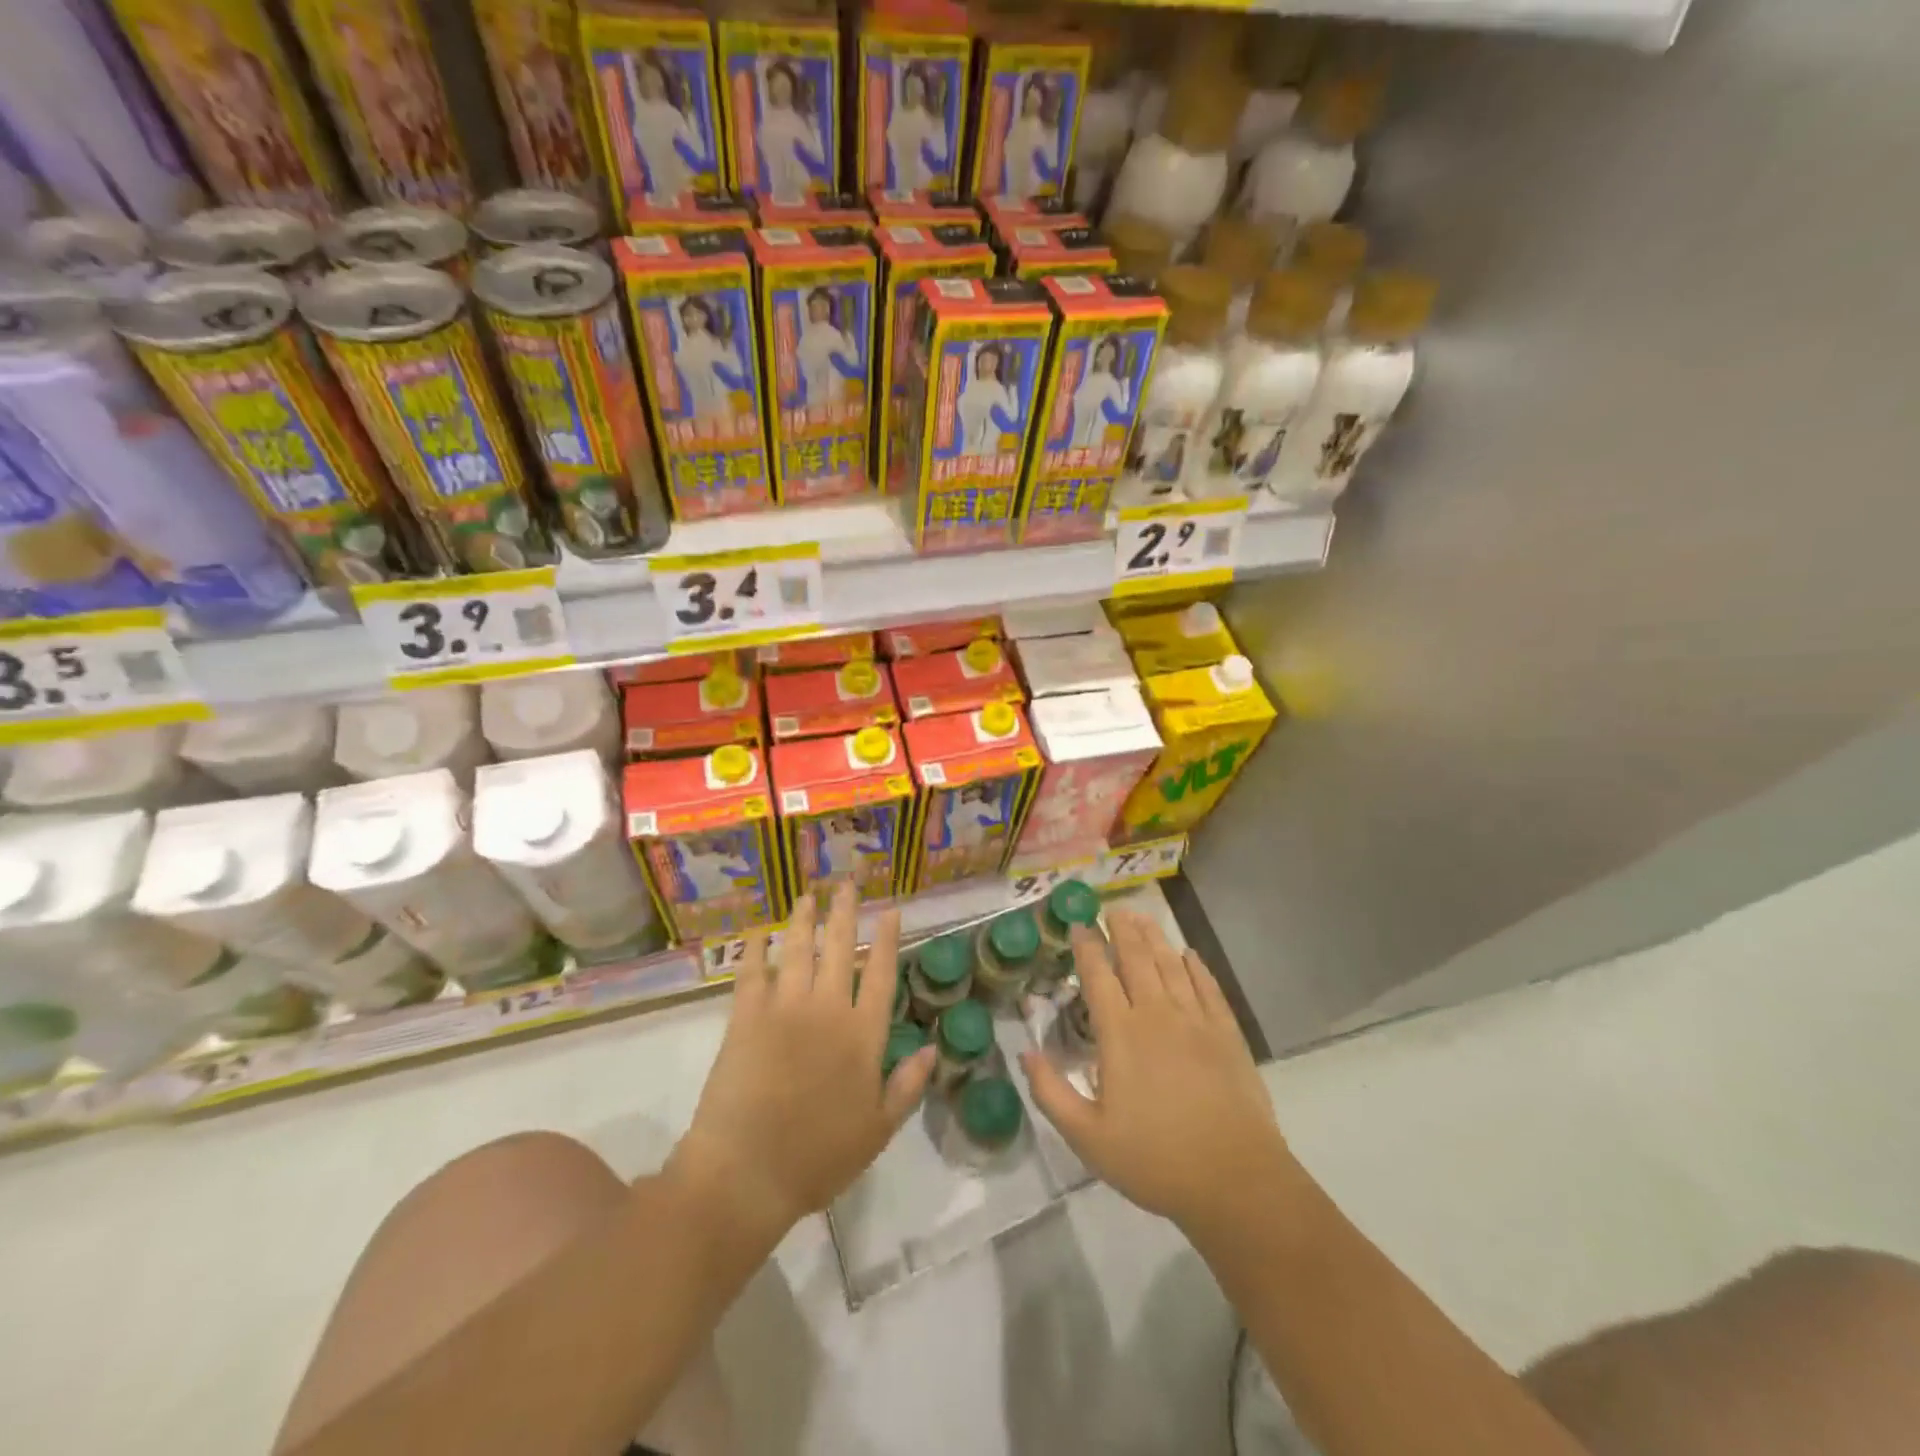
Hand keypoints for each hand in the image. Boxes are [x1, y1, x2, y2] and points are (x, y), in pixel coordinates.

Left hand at [669, 883, 935, 1243]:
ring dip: (803, 920)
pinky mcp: (745, 1016)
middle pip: (839, 948)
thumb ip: (907, 1085)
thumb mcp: (878, 1130)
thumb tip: (932, 1048)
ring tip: (807, 895)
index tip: (890, 909)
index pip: (880, 973)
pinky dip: (754, 949)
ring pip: (798, 950)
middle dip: (845, 912)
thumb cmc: (818, 1157)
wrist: (747, 1172)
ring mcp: (784, 1008)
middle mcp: (827, 1009)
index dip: (886, 939)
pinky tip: (758, 932)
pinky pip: (751, 972)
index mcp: (862, 1034)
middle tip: (847, 883)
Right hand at [1022, 909, 1294, 1234]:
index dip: (1086, 946)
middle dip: (1122, 929)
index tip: (1078, 924)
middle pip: (1137, 958)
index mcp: (1120, 1033)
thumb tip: (1024, 1052)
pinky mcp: (1227, 1034)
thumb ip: (1050, 1092)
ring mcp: (1196, 1021)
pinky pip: (1209, 988)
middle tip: (1113, 908)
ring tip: (1143, 917)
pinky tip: (1190, 955)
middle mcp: (1157, 1014)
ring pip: (1171, 965)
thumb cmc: (1154, 1160)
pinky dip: (1197, 967)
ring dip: (1155, 937)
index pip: (1098, 976)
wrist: (1235, 1181)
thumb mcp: (1087, 1137)